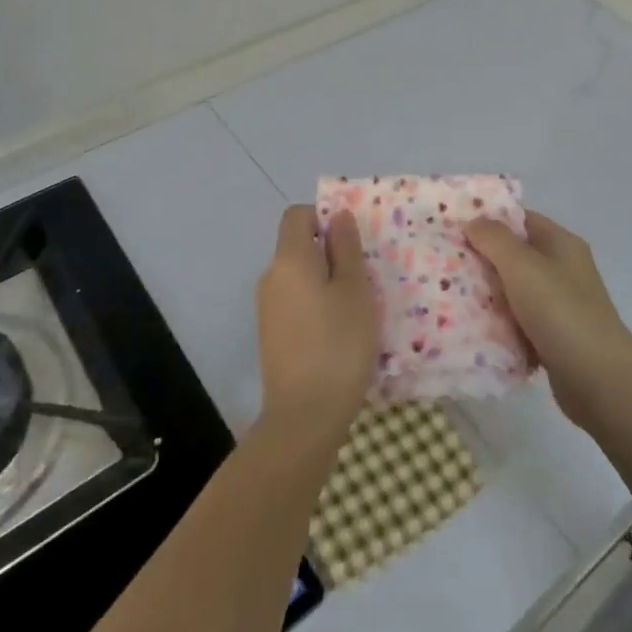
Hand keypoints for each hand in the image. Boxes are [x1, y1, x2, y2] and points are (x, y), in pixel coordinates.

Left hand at [256, 206, 377, 447]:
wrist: (305, 416)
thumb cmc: (338, 344)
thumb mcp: (355, 289)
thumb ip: (346, 247)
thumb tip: (338, 215)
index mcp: (289, 258)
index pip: (297, 215)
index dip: (324, 217)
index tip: (352, 242)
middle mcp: (271, 276)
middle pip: (298, 245)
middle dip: (330, 252)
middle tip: (363, 277)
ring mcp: (267, 308)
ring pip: (299, 276)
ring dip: (325, 281)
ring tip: (355, 308)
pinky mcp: (271, 335)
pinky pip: (295, 302)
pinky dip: (315, 305)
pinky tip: (338, 332)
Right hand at [466, 212, 631, 430]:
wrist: (600, 381)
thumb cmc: (560, 312)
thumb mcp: (522, 266)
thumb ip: (494, 239)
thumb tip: (473, 221)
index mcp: (561, 243)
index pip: (520, 218)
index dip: (488, 219)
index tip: (453, 227)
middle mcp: (562, 269)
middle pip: (515, 255)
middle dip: (482, 259)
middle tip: (445, 263)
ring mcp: (560, 305)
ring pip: (514, 290)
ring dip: (488, 295)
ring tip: (450, 295)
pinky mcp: (554, 337)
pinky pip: (519, 322)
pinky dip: (500, 324)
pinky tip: (474, 328)